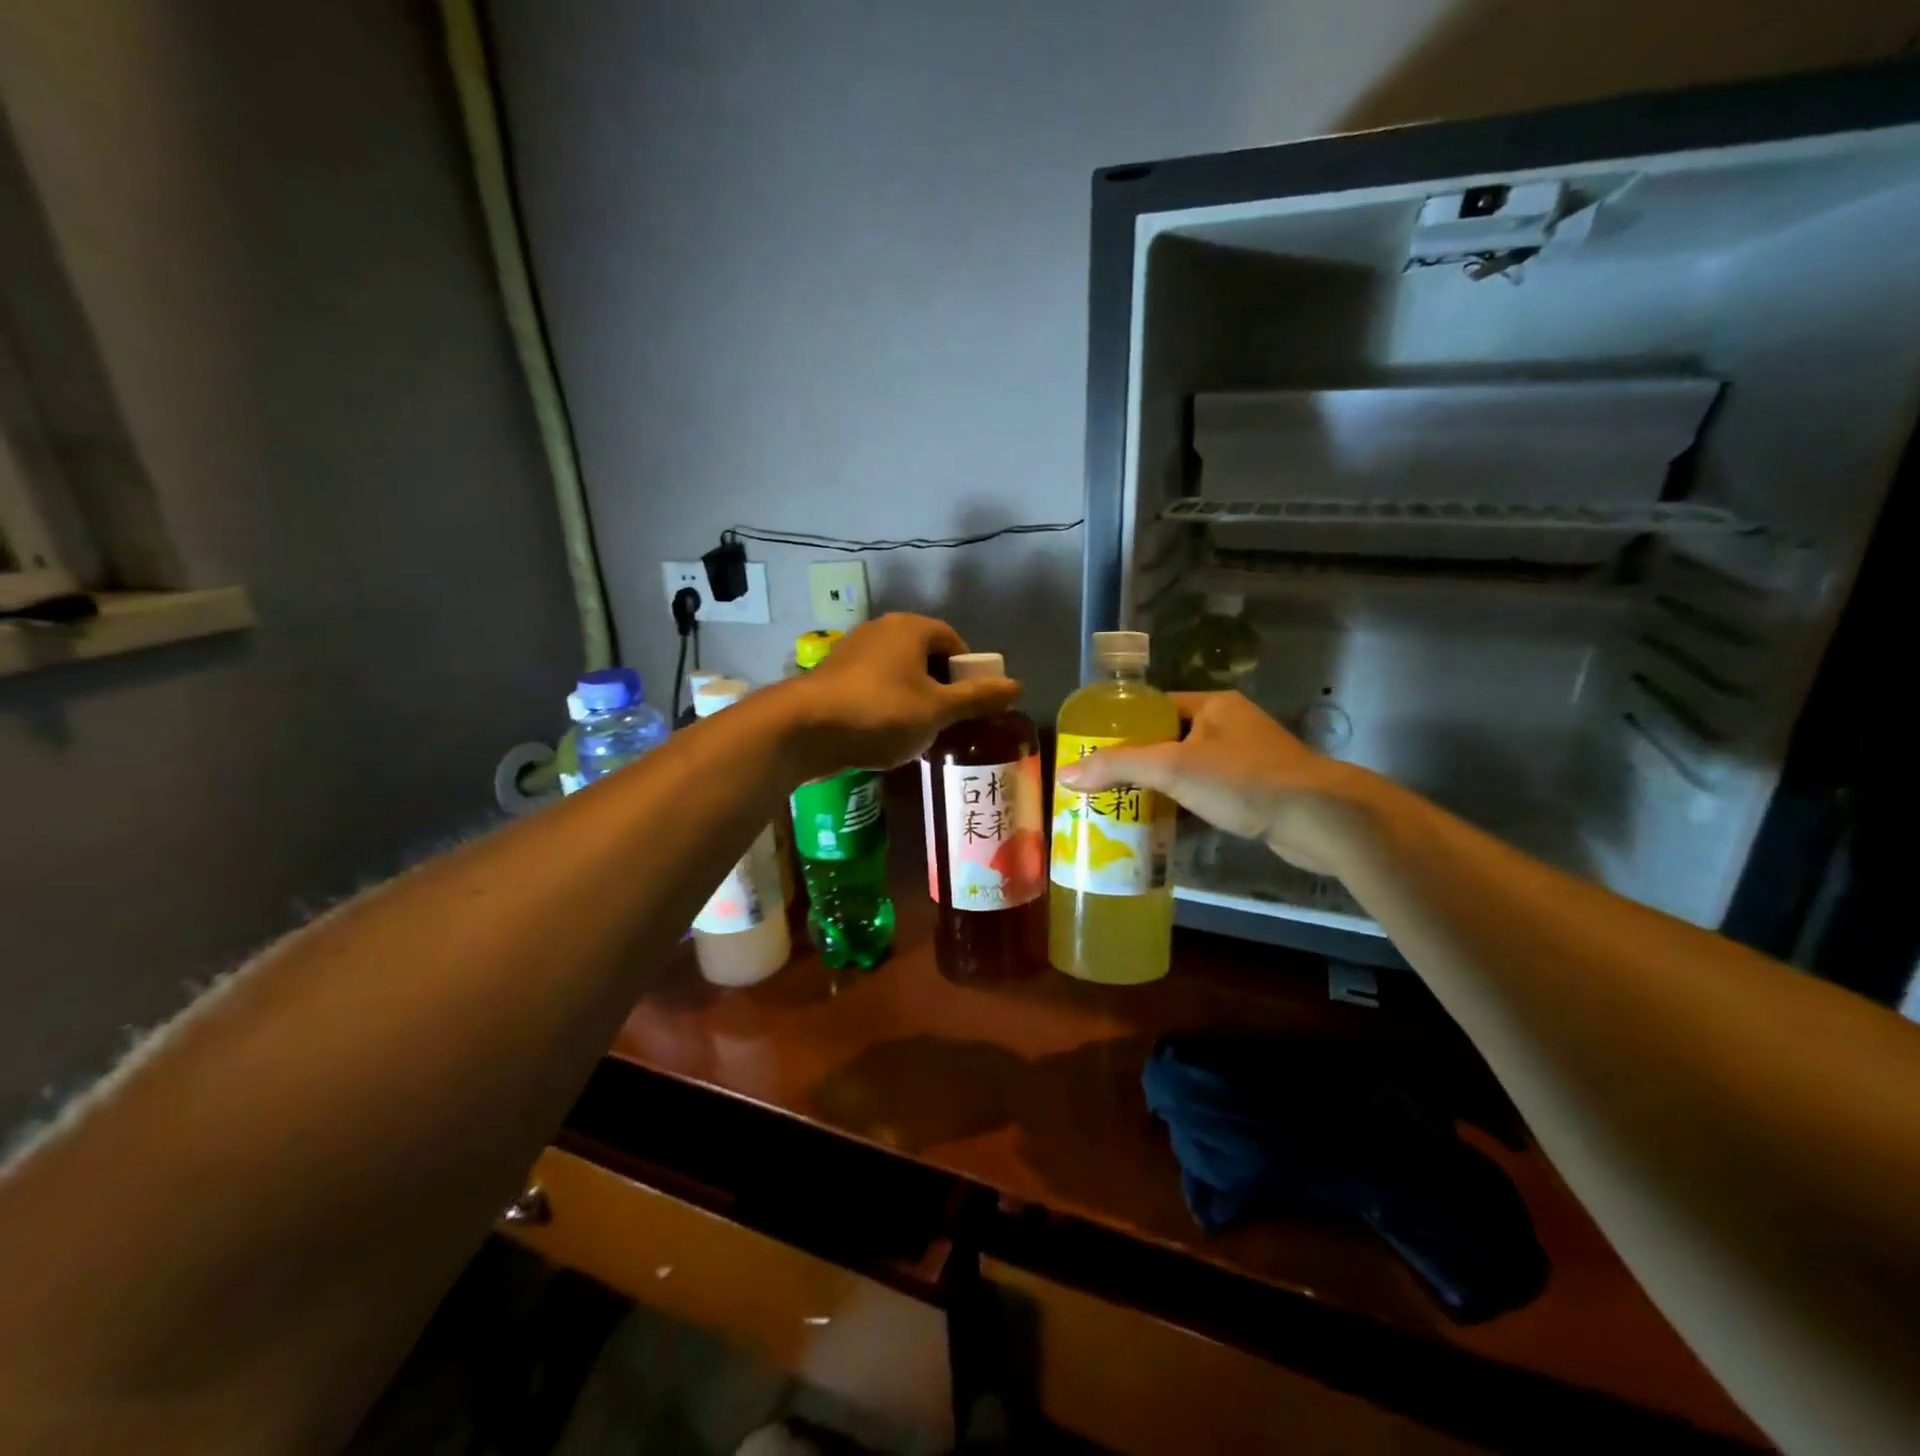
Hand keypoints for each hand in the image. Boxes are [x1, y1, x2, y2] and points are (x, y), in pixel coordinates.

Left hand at [786, 614, 1018, 771]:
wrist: (804, 729)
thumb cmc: (880, 712)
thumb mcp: (937, 710)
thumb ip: (977, 698)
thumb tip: (1017, 686)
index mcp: (911, 628)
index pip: (953, 641)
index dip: (968, 673)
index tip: (973, 705)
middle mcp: (881, 630)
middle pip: (925, 657)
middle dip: (941, 689)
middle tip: (950, 722)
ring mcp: (853, 651)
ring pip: (898, 674)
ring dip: (914, 700)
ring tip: (920, 734)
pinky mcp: (832, 676)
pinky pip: (873, 687)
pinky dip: (886, 707)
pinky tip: (886, 736)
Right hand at [1055, 691, 1381, 874]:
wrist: (1322, 819)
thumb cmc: (1244, 780)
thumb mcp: (1173, 768)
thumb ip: (1118, 767)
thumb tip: (1065, 773)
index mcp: (1211, 706)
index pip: (1153, 707)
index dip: (1120, 727)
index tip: (1091, 751)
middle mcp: (1228, 727)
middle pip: (1167, 741)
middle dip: (1135, 765)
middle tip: (1099, 787)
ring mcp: (1245, 761)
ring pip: (1187, 772)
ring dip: (1159, 791)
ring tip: (1120, 810)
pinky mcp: (1256, 794)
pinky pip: (1207, 797)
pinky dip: (1183, 810)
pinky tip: (1159, 831)